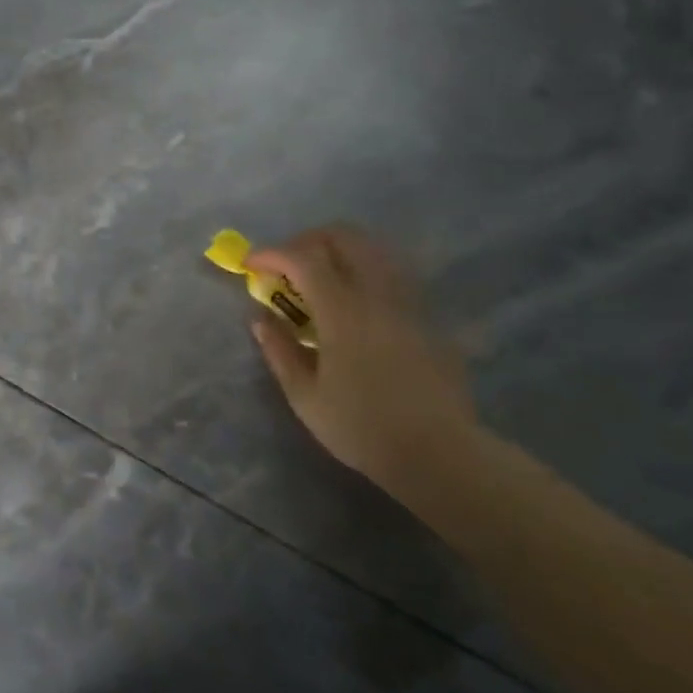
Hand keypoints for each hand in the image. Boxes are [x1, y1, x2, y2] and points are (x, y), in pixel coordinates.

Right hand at [246, 225, 477, 496]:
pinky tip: (353, 303)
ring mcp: (408, 302)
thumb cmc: (363, 428)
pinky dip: (363, 271)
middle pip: (344, 237)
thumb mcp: (305, 396)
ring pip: (374, 250)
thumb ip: (279, 350)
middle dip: (308, 241)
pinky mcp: (427, 317)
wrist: (441, 454)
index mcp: (343, 311)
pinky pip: (391, 274)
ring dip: (339, 252)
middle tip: (286, 265)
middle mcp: (377, 294)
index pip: (303, 259)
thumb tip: (260, 319)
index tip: (250, 264)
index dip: (272, 253)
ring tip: (318, 280)